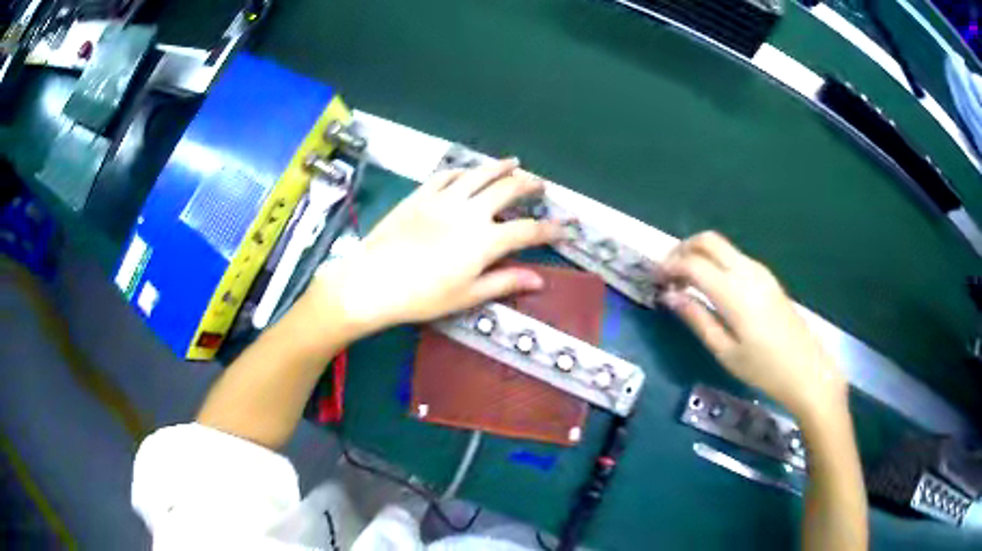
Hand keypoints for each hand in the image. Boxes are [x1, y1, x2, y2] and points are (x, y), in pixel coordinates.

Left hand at [307, 159, 562, 335]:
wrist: (373, 282)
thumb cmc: (422, 297)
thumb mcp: (467, 296)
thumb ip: (504, 282)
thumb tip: (539, 280)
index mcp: (485, 240)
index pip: (528, 230)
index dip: (551, 229)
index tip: (566, 226)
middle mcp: (470, 212)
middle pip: (507, 190)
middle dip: (529, 185)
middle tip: (539, 183)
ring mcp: (444, 199)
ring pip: (479, 174)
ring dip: (500, 166)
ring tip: (513, 162)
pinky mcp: (420, 195)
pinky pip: (446, 175)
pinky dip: (462, 170)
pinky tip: (468, 170)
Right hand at [659, 231, 846, 417]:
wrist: (806, 369)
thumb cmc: (763, 368)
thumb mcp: (725, 351)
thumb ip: (696, 318)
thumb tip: (669, 295)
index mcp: (734, 292)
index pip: (692, 262)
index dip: (669, 267)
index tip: (656, 281)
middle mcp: (746, 271)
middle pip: (707, 240)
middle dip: (682, 249)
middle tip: (668, 274)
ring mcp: (759, 271)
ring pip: (721, 245)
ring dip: (699, 254)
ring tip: (685, 283)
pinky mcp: (766, 277)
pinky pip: (734, 257)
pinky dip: (715, 262)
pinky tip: (710, 287)